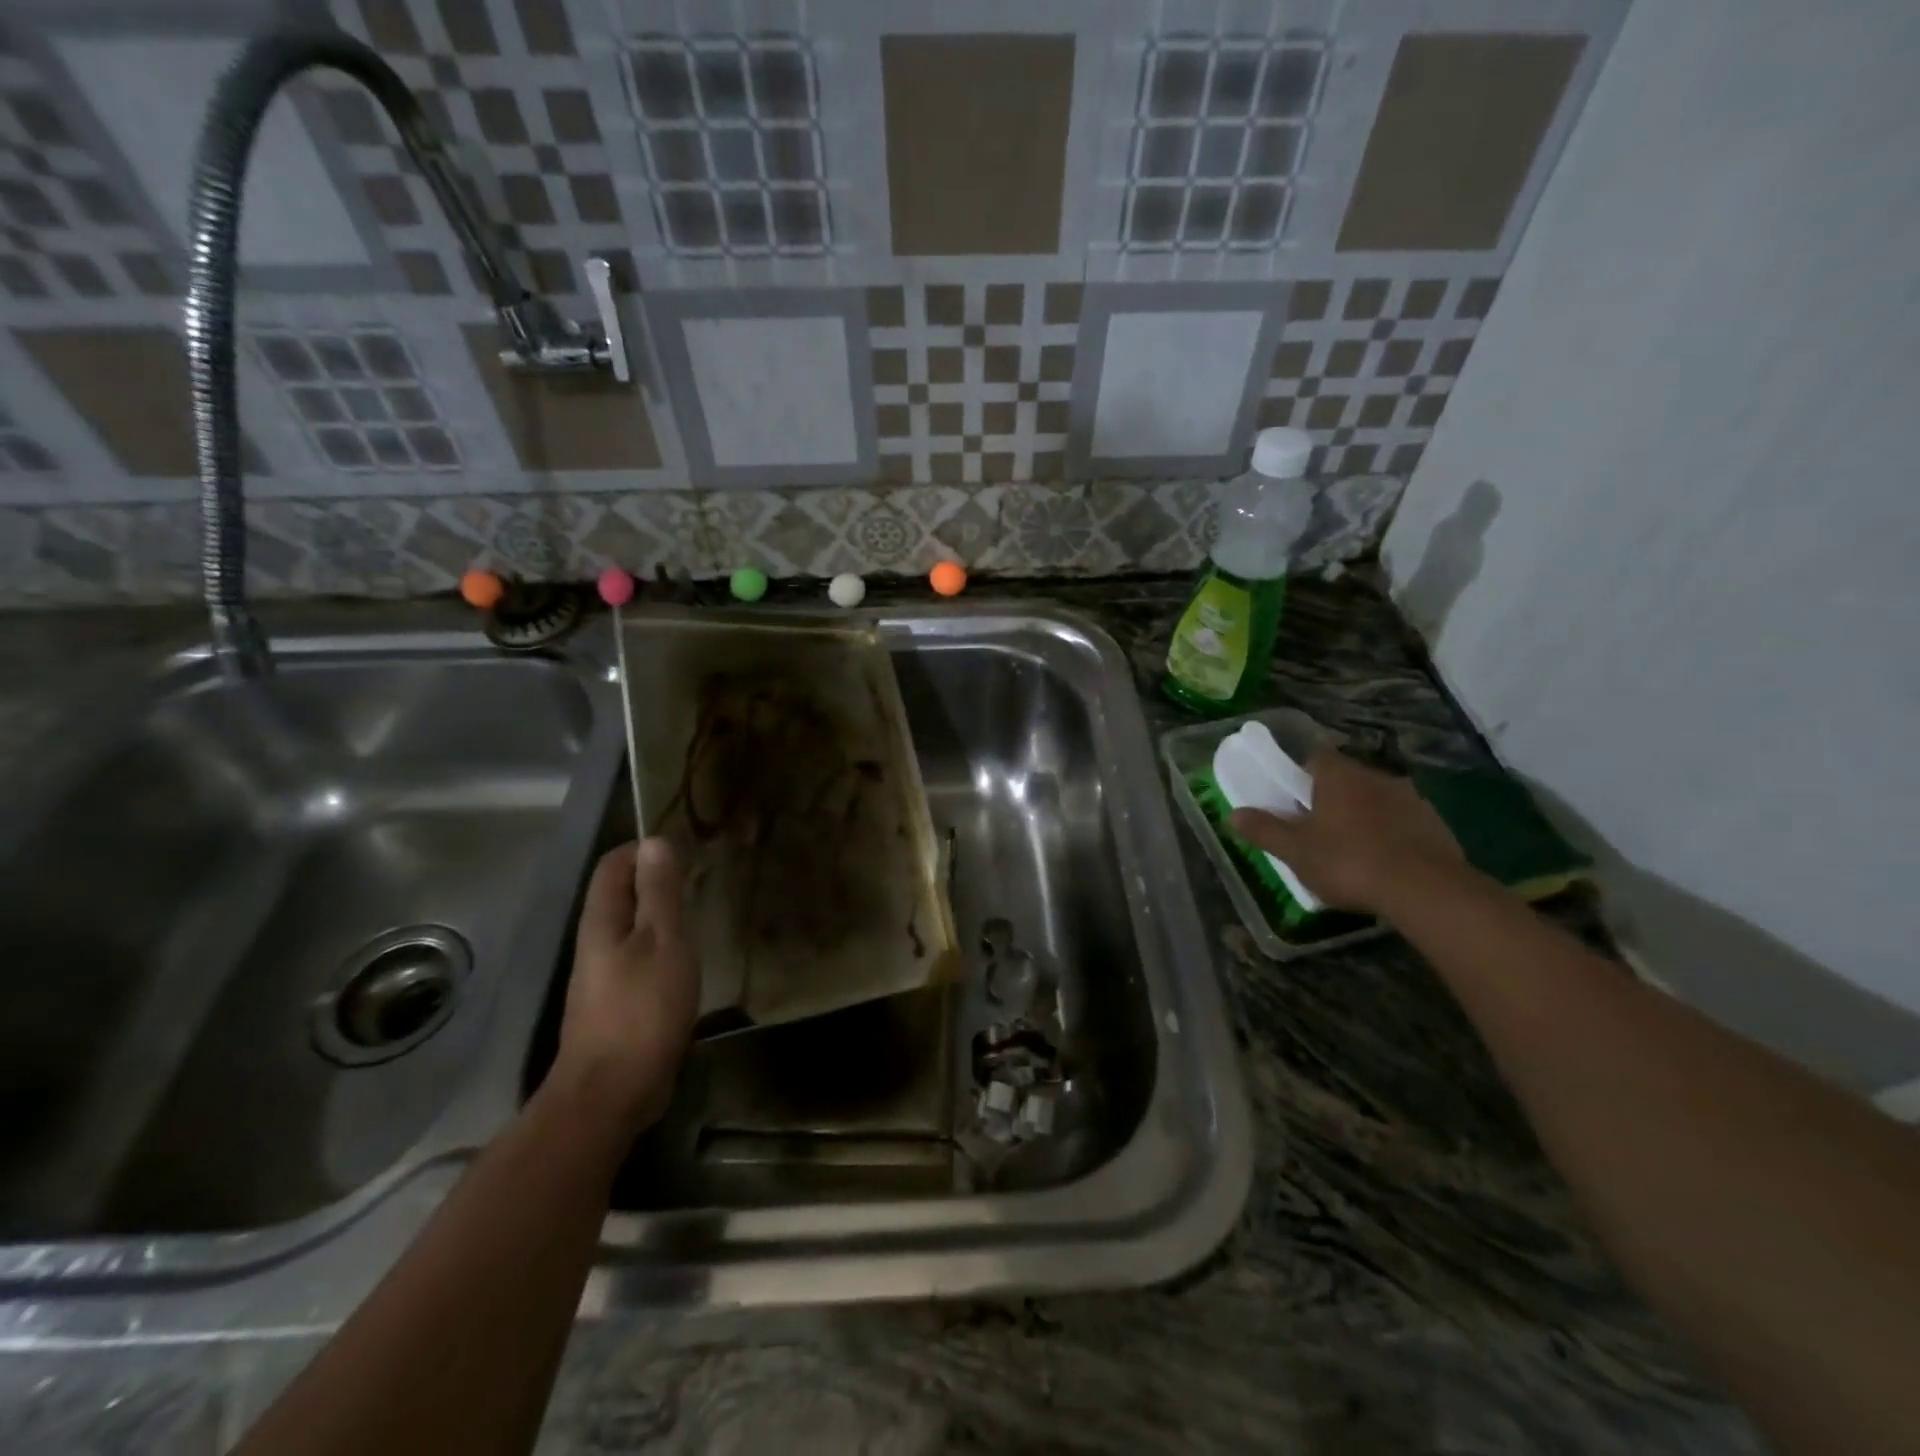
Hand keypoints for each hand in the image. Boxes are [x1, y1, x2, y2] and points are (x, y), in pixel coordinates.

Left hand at [553, 839, 697, 1136]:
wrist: (612, 1091)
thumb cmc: (642, 1008)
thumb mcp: (663, 941)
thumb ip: (659, 892)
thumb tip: (653, 842)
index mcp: (602, 920)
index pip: (613, 865)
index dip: (644, 850)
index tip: (685, 851)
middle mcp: (596, 941)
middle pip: (620, 894)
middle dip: (656, 880)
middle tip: (700, 879)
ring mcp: (603, 975)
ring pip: (632, 927)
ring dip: (662, 914)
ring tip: (700, 913)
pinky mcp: (617, 1002)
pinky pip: (639, 957)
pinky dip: (663, 947)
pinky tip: (688, 959)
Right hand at [1229, 750, 1466, 913]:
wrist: (1425, 889)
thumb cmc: (1348, 862)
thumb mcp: (1296, 851)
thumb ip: (1265, 830)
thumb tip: (1233, 814)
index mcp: (1339, 777)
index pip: (1316, 758)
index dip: (1302, 774)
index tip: (1294, 798)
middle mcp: (1377, 778)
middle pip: (1348, 779)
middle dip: (1333, 798)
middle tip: (1318, 829)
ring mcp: (1411, 800)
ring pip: (1378, 800)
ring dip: (1365, 816)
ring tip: (1353, 850)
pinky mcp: (1436, 825)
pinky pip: (1404, 822)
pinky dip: (1392, 835)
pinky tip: (1385, 863)